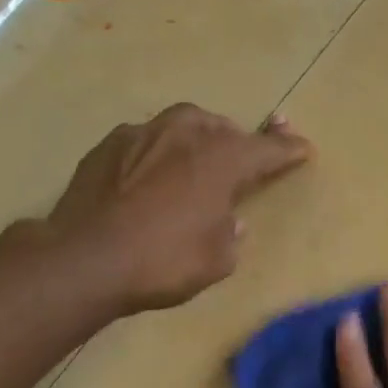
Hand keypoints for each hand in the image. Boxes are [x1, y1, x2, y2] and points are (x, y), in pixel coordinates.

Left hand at [47, 103, 310, 312]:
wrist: (85, 259)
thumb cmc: (164, 261)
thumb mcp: (217, 260)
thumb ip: (230, 234)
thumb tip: (228, 220)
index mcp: (222, 159)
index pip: (266, 149)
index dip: (287, 150)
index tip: (303, 148)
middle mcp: (185, 135)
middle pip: (222, 127)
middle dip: (238, 141)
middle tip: (244, 158)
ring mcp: (141, 135)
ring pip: (181, 125)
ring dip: (197, 139)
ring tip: (196, 161)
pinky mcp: (106, 146)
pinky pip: (145, 141)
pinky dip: (157, 153)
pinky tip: (151, 176)